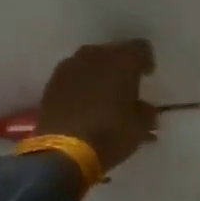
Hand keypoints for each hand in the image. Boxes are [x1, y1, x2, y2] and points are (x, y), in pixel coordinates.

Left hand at [34, 40, 159, 174]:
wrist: (62, 152)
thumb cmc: (109, 135)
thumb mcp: (140, 128)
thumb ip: (147, 112)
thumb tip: (144, 109)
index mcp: (122, 61)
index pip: (141, 48)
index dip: (146, 61)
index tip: (146, 77)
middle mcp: (96, 55)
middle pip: (114, 52)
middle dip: (121, 66)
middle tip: (125, 86)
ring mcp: (70, 66)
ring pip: (91, 61)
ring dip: (99, 73)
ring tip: (103, 93)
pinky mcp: (52, 81)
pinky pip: (73, 74)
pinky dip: (81, 83)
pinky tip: (83, 101)